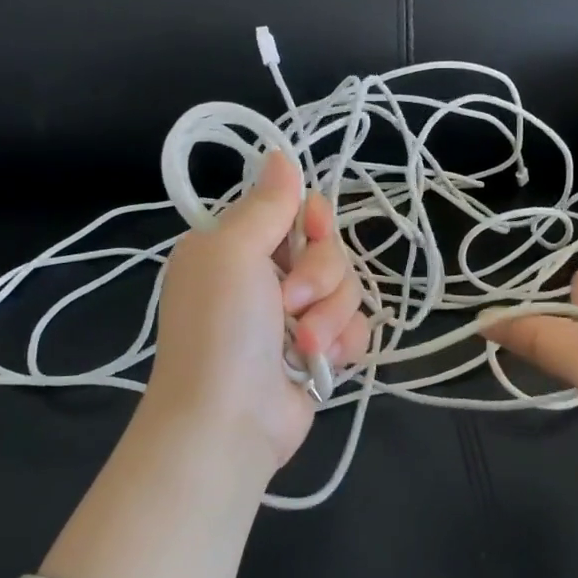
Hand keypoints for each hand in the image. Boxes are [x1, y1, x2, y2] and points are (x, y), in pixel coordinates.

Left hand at [141, 152, 369, 479]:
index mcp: (234, 247)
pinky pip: (355, 326)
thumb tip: (278, 154)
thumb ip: (265, 206)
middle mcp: (263, 277)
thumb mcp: (233, 253)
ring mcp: (293, 317)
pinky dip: (344, 342)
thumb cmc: (222, 330)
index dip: (312, 218)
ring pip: (346, 288)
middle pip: (327, 249)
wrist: (227, 423)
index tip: (314, 229)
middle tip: (292, 303)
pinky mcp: (318, 351)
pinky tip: (325, 361)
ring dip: (331, 315)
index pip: (292, 211)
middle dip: (321, 276)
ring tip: (305, 344)